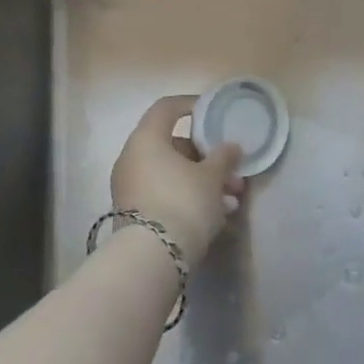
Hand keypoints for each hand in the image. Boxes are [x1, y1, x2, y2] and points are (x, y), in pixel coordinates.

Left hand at [110, 96, 245, 268]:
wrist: (152, 258)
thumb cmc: (183, 203)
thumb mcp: (212, 177)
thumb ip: (223, 157)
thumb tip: (231, 146)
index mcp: (147, 139)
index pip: (167, 108)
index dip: (192, 105)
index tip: (214, 114)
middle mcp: (132, 158)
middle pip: (174, 146)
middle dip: (207, 158)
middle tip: (233, 172)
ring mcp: (130, 187)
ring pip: (172, 174)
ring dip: (203, 182)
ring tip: (232, 200)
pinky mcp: (135, 213)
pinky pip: (166, 194)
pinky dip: (189, 198)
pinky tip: (217, 215)